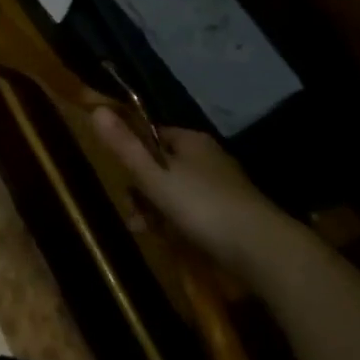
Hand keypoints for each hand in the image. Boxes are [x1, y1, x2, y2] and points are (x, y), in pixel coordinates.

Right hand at [90, 108, 293, 282]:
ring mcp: (222, 188)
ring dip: (156, 211)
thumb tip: (96, 110)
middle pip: (161, 167)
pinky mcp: (232, 216)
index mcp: (191, 141)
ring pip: (175, 193)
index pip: (152, 135)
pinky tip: (171, 242)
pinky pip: (193, 213)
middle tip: (133, 214)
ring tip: (147, 232)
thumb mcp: (154, 176)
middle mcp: (208, 159)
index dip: (132, 154)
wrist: (263, 250)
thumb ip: (125, 146)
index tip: (121, 178)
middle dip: (141, 191)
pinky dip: (178, 224)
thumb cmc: (202, 206)